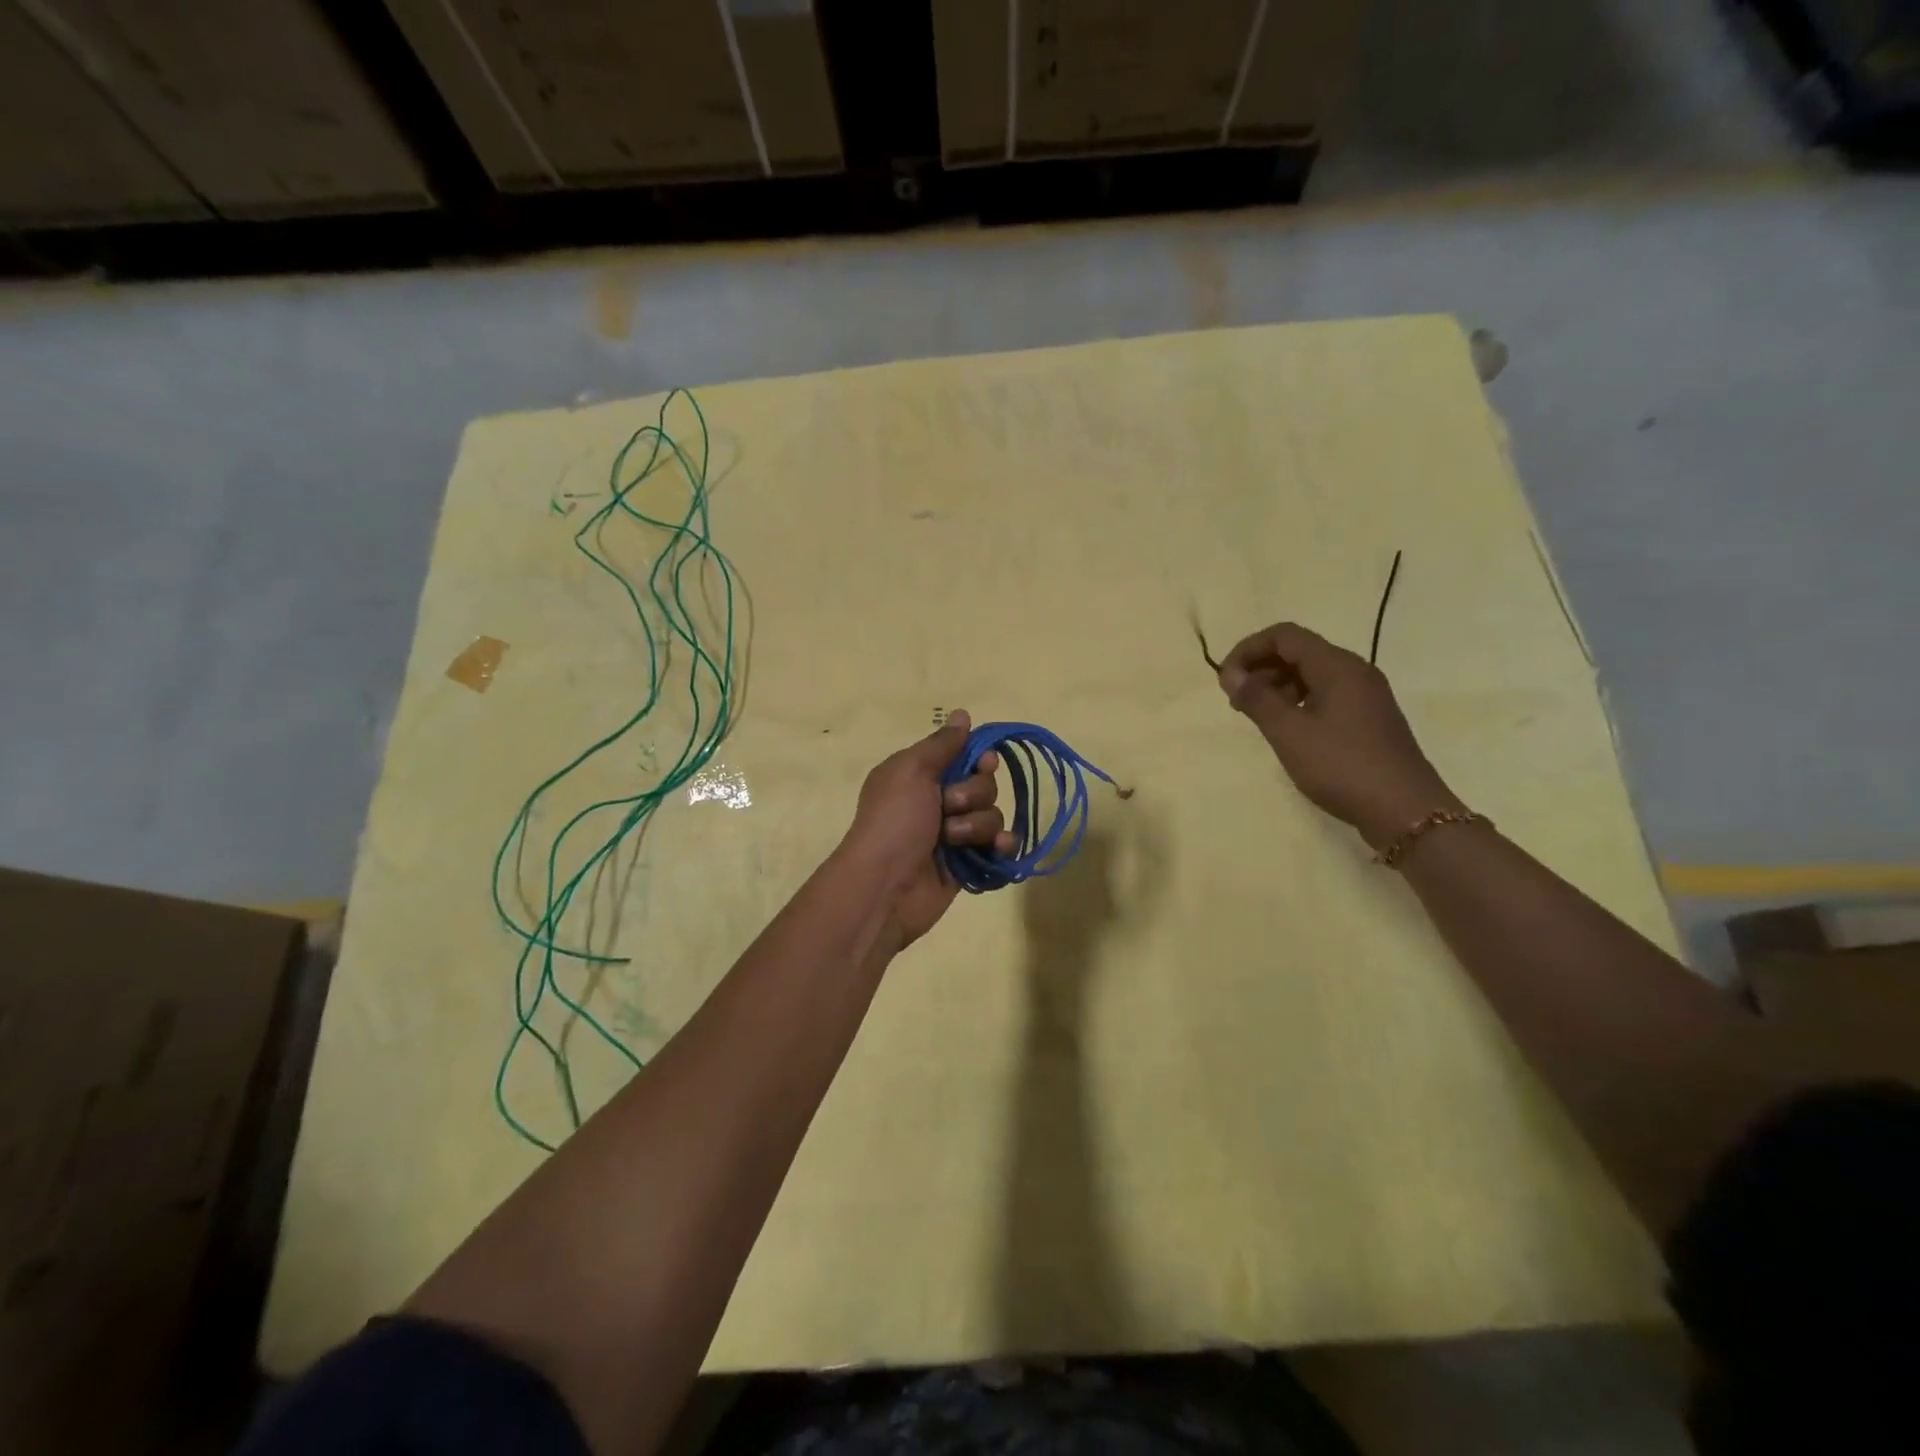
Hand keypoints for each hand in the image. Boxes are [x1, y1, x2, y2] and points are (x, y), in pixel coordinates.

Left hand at [839, 710, 1015, 950]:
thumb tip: (963, 714)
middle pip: (984, 784)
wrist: (886, 886)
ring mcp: (954, 835)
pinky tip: (997, 850)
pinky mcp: (968, 864)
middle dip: (973, 794)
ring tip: (952, 840)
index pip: (965, 756)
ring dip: (976, 825)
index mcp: (921, 775)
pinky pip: (999, 847)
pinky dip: (1001, 847)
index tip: (982, 764)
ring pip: (992, 816)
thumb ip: (941, 744)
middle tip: (949, 806)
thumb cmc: (894, 821)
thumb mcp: (911, 771)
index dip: (979, 759)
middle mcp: (938, 801)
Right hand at [1216, 623, 1462, 850]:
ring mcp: (1365, 695)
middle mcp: (1354, 671)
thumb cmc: (1342, 766)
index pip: (1284, 636)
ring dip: (1277, 686)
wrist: (1405, 810)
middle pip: (1298, 651)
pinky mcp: (1368, 718)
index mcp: (1337, 666)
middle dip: (1261, 668)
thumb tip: (1230, 674)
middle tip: (1236, 702)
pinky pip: (1325, 694)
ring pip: (1311, 674)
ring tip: (1256, 717)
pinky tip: (1286, 729)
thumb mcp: (1289, 733)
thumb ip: (1257, 698)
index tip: (1225, 680)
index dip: (1248, 649)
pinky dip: (1297, 701)